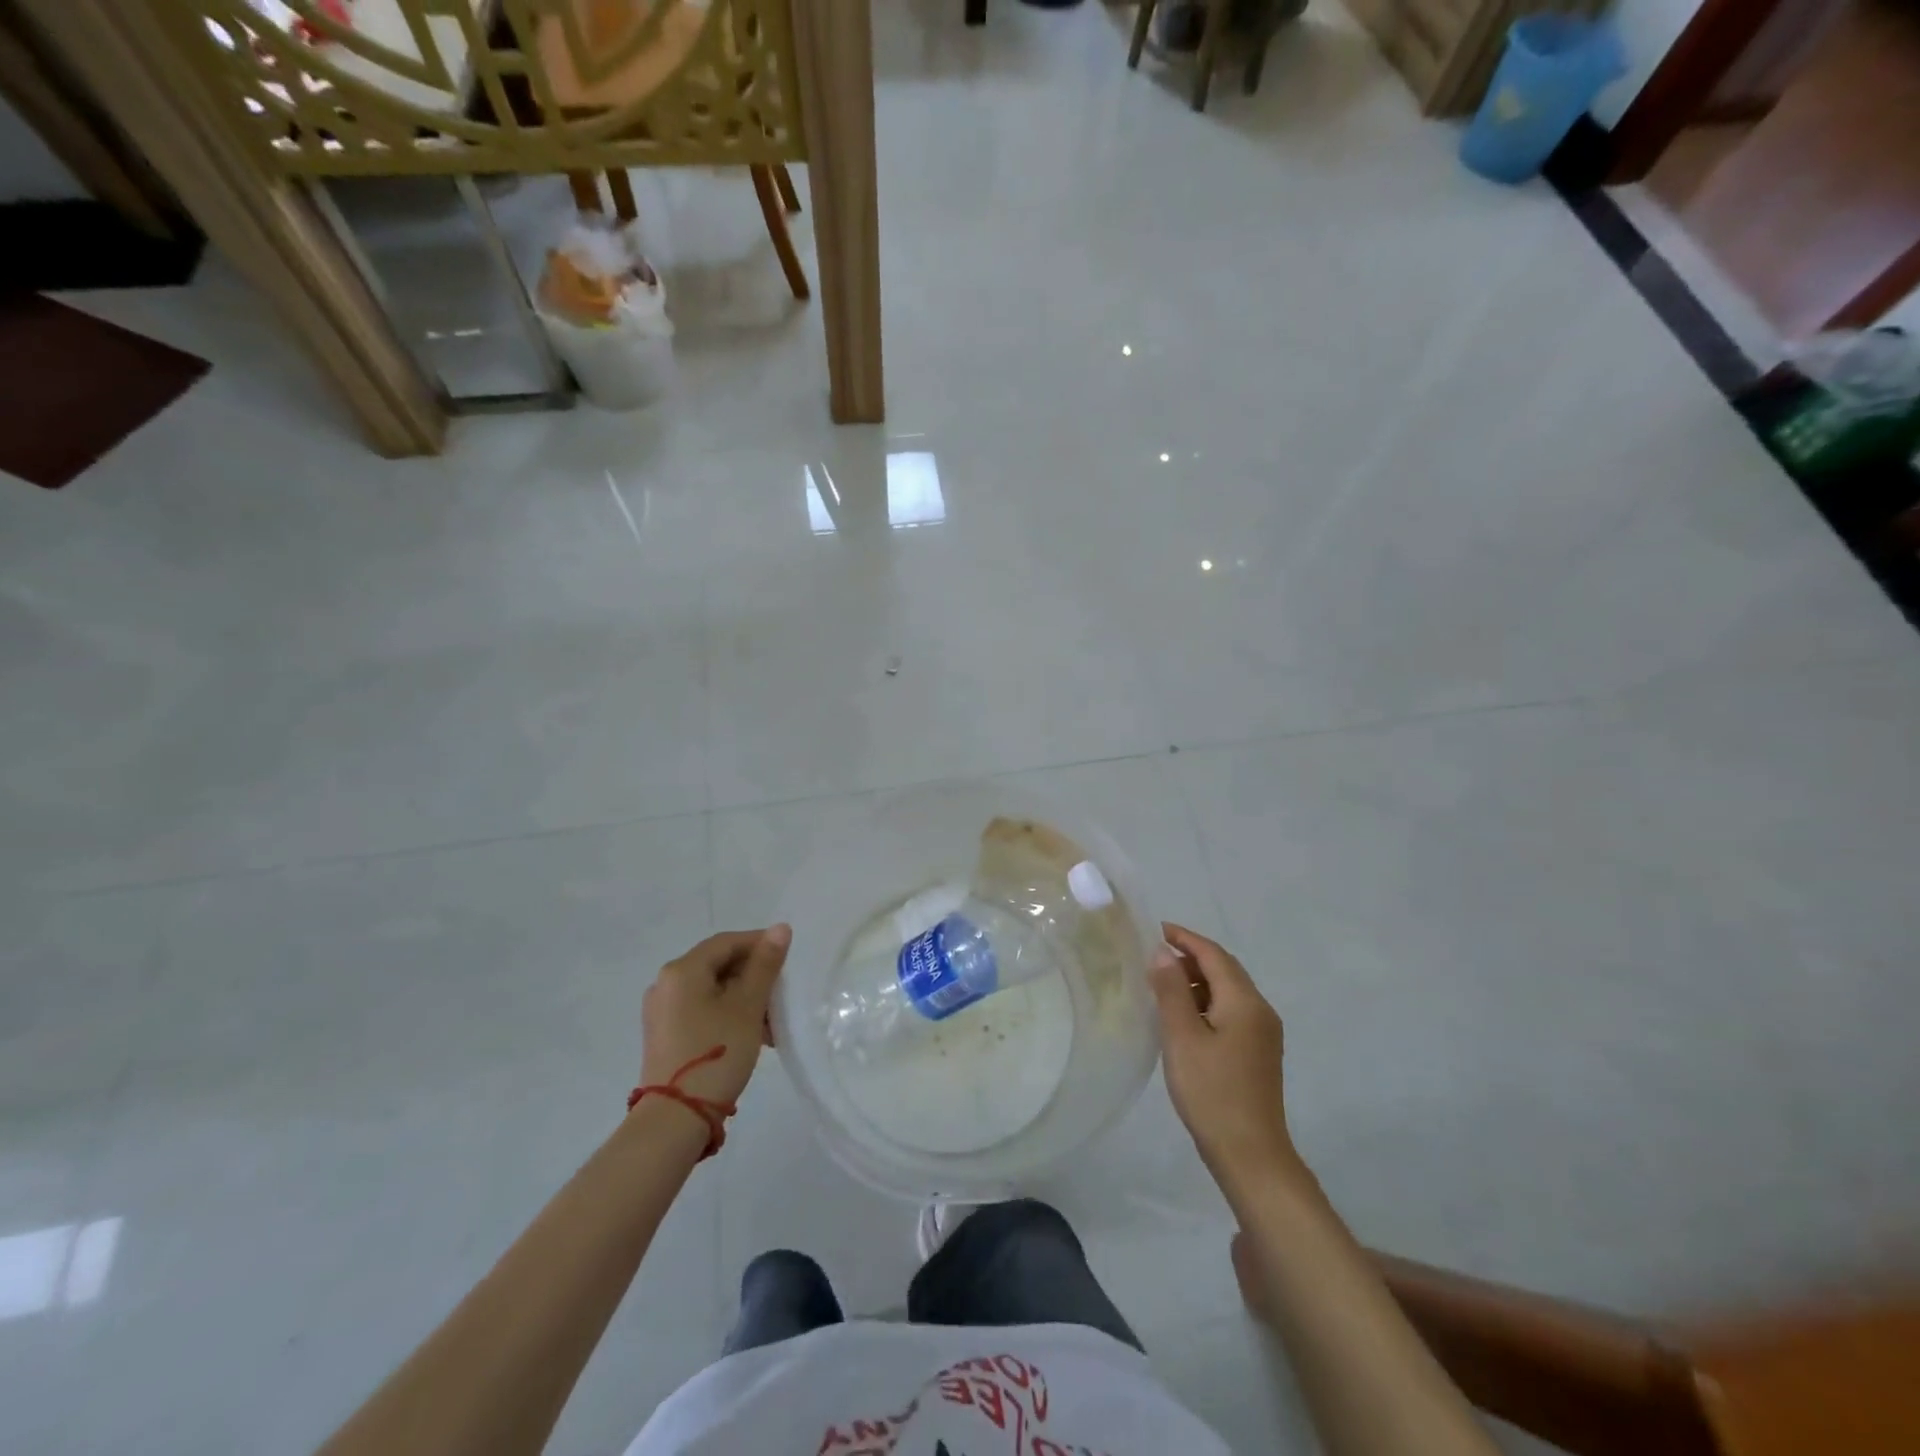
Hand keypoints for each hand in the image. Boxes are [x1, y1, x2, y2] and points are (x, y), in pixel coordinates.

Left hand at [641, 925, 790, 1109]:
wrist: (675, 1118)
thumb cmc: (716, 1052)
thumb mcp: (748, 1005)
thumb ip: (765, 964)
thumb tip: (780, 928)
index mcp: (682, 970)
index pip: (727, 942)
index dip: (760, 944)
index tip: (788, 959)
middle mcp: (666, 984)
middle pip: (718, 965)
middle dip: (754, 976)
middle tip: (782, 994)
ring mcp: (662, 1011)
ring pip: (712, 990)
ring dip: (744, 999)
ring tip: (772, 1023)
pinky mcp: (665, 1035)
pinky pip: (702, 1010)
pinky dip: (728, 1014)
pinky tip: (751, 1035)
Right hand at [1150, 923, 1303, 1197]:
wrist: (1251, 1155)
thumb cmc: (1212, 1092)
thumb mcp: (1182, 1037)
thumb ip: (1171, 990)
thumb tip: (1162, 952)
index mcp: (1245, 1002)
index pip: (1214, 955)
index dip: (1185, 938)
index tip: (1155, 929)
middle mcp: (1260, 1010)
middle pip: (1225, 969)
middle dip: (1191, 957)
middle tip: (1154, 956)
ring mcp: (1263, 1033)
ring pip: (1228, 991)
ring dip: (1198, 981)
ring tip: (1162, 986)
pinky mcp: (1258, 1053)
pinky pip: (1231, 1011)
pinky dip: (1206, 1003)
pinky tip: (1183, 1018)